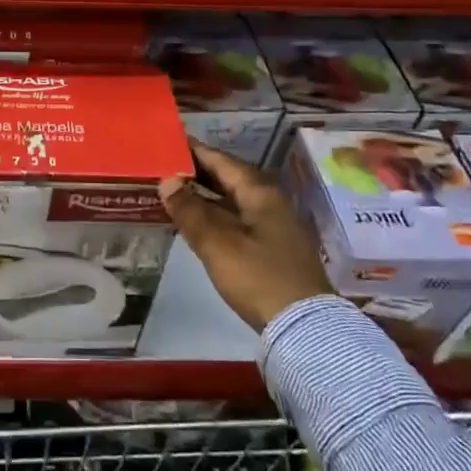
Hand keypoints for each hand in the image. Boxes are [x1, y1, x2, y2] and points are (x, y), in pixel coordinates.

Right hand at [160, 141, 329, 331]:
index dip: (195, 151)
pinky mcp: (273, 249)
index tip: (169, 142)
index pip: (223, 161)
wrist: (304, 328)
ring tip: (173, 191)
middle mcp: (270, 203)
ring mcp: (274, 227)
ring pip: (233, 201)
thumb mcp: (217, 244)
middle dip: (198, 172)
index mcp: (260, 193)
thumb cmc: (258, 277)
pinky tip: (197, 222)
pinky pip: (238, 220)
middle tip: (165, 166)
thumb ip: (190, 211)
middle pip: (230, 179)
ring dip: (205, 195)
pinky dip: (215, 215)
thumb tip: (167, 181)